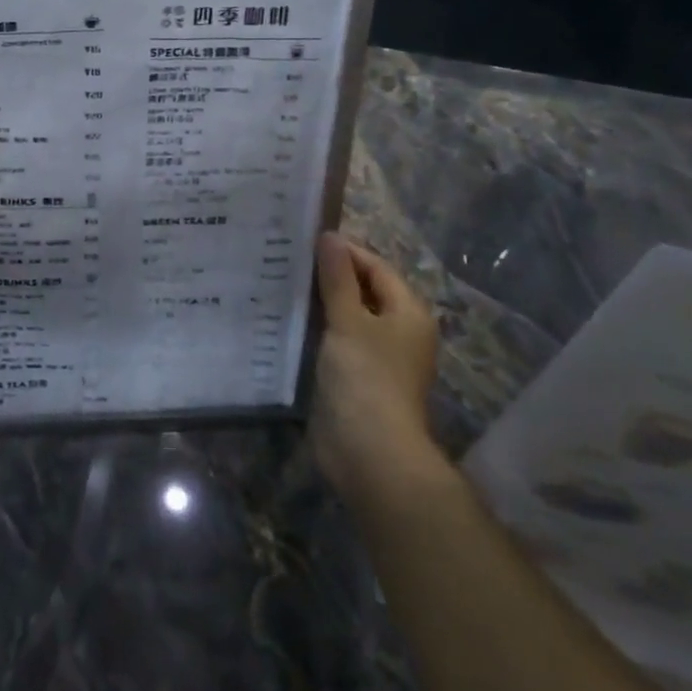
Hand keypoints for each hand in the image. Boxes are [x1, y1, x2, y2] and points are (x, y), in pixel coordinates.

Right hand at [309, 232, 448, 503]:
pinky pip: (338, 341)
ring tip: (283, 282)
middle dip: (330, 275)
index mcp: (408, 313)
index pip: (376, 267)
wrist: (370, 454)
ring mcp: (379, 358)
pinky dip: (318, 328)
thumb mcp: (349, 320)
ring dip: (321, 302)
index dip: (344, 251)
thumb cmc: (366, 377)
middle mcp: (399, 332)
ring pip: (348, 316)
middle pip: (364, 290)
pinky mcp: (358, 378)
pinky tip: (289, 320)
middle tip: (289, 258)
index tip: (305, 239)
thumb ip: (337, 277)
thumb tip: (329, 237)